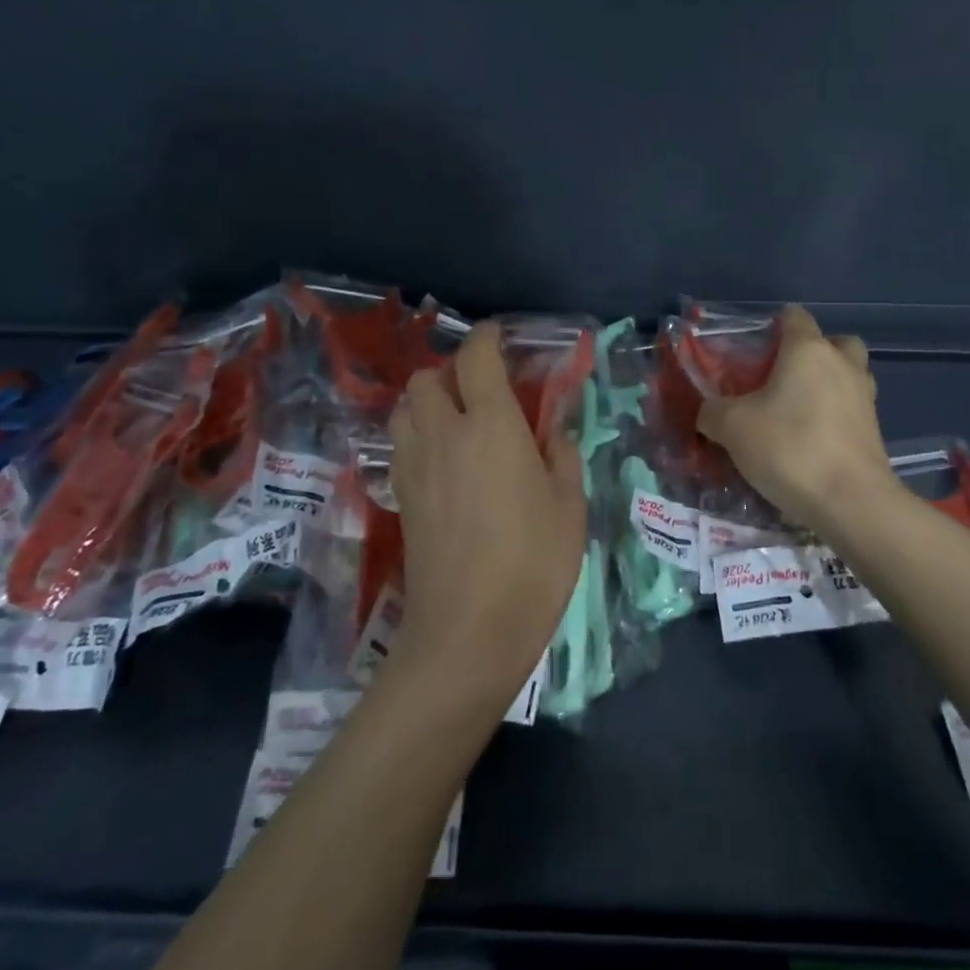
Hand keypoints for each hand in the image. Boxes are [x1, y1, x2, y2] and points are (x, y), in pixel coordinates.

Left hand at [390, 323, 585, 709]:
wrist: (467, 632)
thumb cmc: (532, 564)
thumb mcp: (570, 506)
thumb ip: (562, 456)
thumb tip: (551, 433)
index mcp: (491, 427)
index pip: (476, 359)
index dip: (487, 337)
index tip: (500, 336)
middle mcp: (444, 434)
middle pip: (427, 378)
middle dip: (451, 370)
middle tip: (482, 388)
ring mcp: (414, 466)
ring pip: (405, 408)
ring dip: (428, 400)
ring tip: (458, 420)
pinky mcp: (400, 496)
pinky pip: (401, 442)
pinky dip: (418, 433)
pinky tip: (445, 459)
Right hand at [697, 306, 898, 532]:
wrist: (851, 502)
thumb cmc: (789, 448)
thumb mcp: (732, 427)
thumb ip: (713, 411)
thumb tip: (709, 411)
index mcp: (808, 350)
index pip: (794, 316)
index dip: (772, 326)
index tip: (752, 350)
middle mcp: (842, 363)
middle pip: (832, 342)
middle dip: (810, 354)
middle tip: (781, 378)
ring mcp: (865, 396)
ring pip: (846, 375)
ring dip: (826, 384)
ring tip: (795, 412)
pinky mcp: (875, 430)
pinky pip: (851, 408)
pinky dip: (834, 416)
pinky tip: (810, 440)